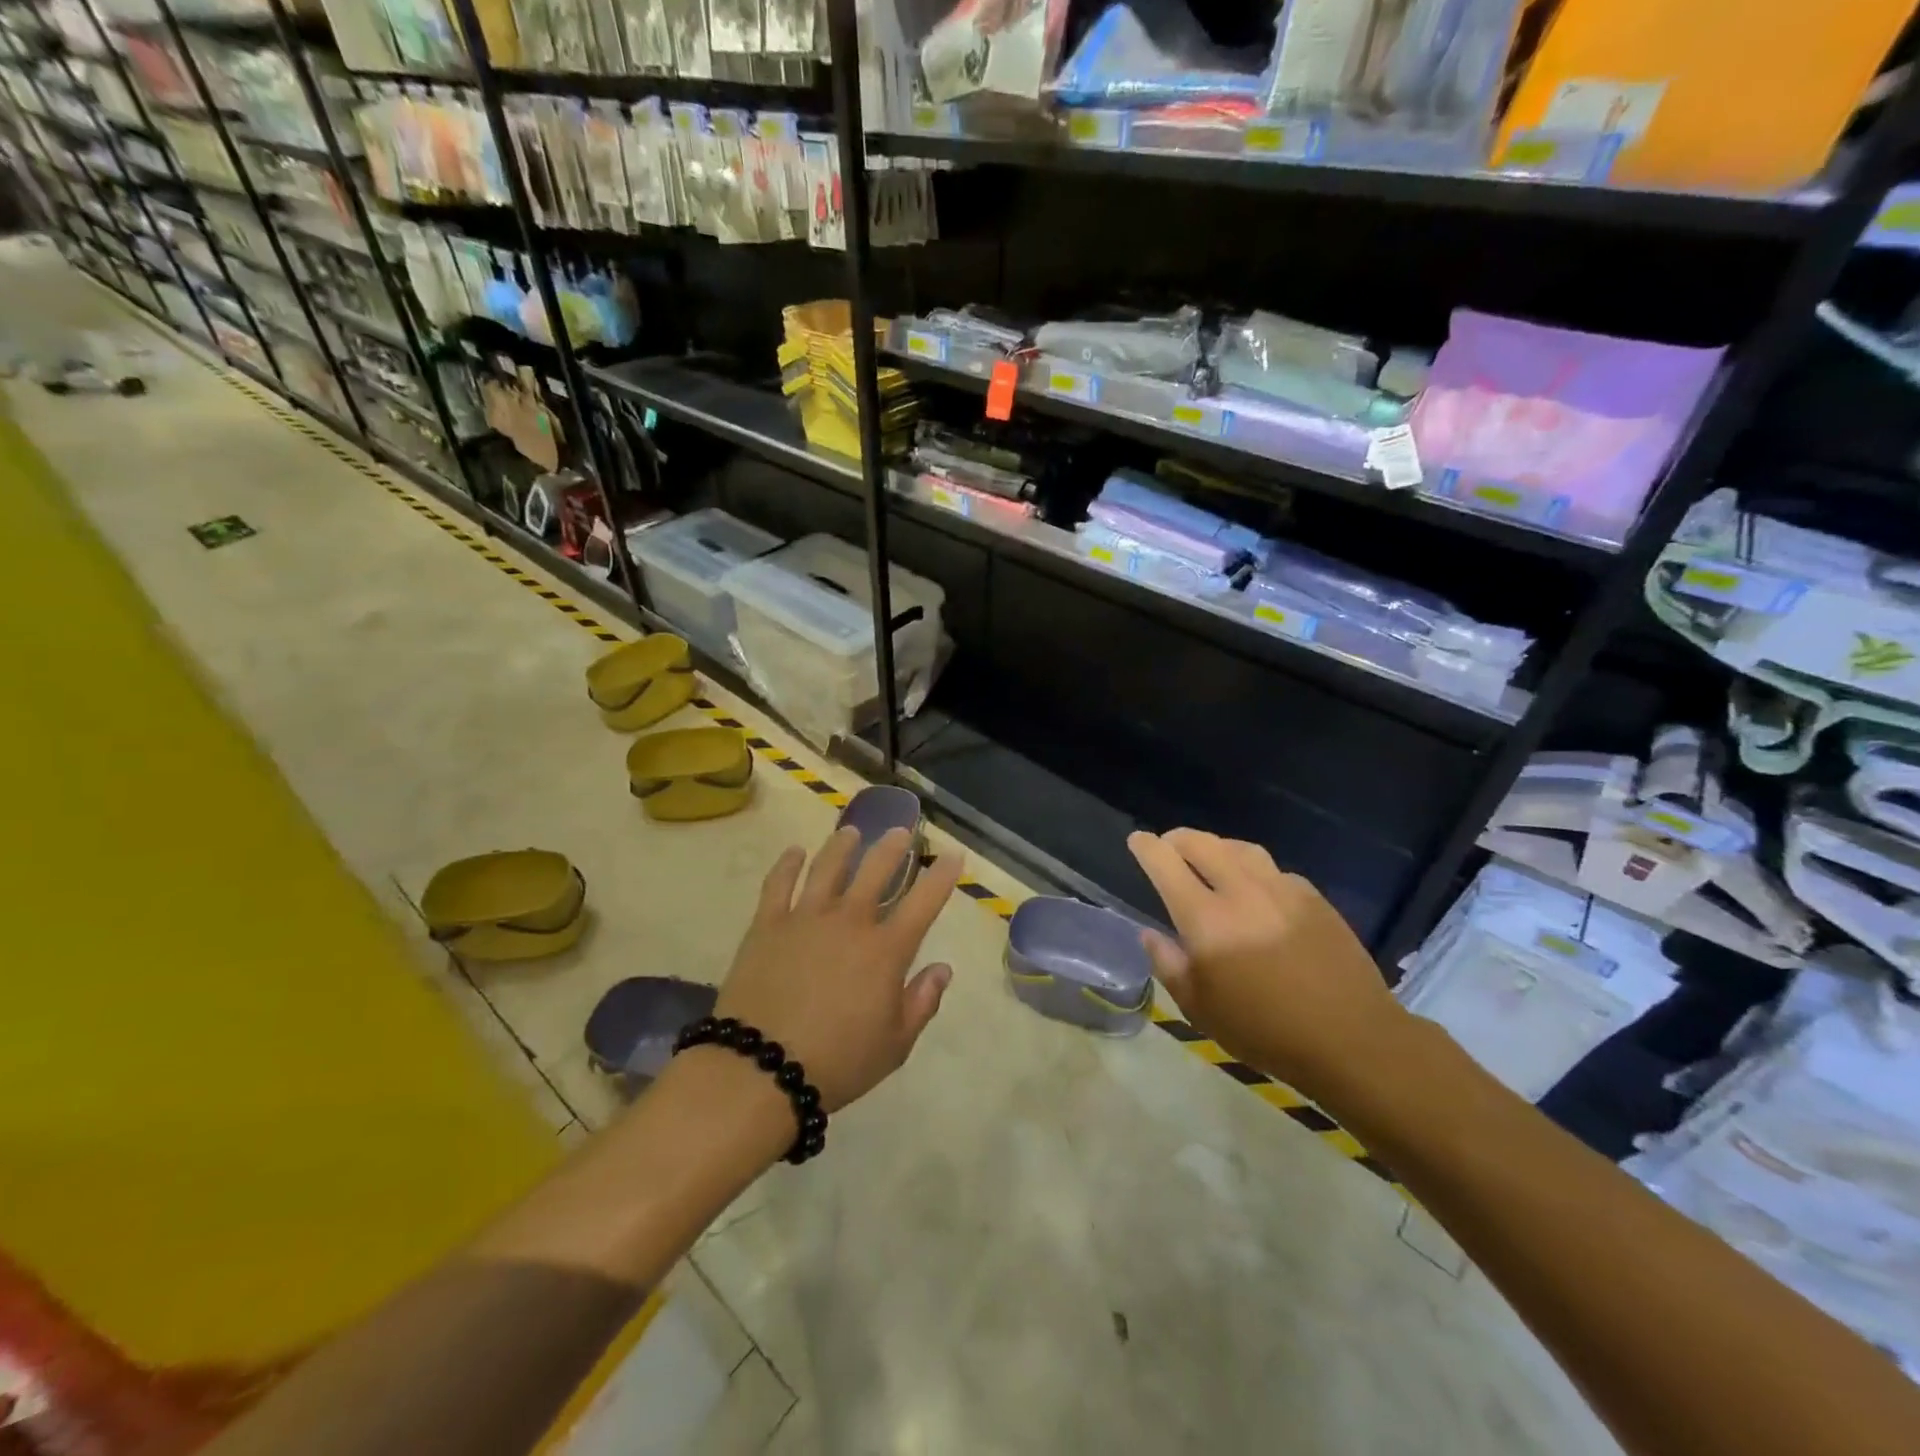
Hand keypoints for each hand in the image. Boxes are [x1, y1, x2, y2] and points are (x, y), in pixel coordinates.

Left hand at [713, 827, 963, 1112]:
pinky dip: (788, 864)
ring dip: (843, 845)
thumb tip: (943, 968)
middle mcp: (850, 921)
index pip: (924, 902)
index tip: (953, 854)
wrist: (761, 1069)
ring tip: (852, 831)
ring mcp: (806, 917)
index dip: (942, 876)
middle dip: (893, 847)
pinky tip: (794, 852)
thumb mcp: (895, 1045)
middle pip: (876, 870)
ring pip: (828, 867)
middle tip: (901, 830)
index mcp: (885, 950)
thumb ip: (922, 1002)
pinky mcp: (767, 924)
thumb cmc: (838, 1062)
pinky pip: (779, 884)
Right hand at [1126, 829, 1408, 1090]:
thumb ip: (1169, 965)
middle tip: (1168, 846)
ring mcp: (1282, 891)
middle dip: (1178, 838)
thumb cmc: (1264, 1031)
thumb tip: (1150, 934)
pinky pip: (1274, 870)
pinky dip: (1253, 869)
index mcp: (1206, 919)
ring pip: (1240, 849)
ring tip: (1209, 857)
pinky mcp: (1314, 898)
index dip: (1147, 847)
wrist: (1351, 1038)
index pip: (1166, 865)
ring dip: (1216, 846)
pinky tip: (1256, 888)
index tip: (1137, 840)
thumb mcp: (1199, 1010)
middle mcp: (1242, 892)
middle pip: (1202, 844)